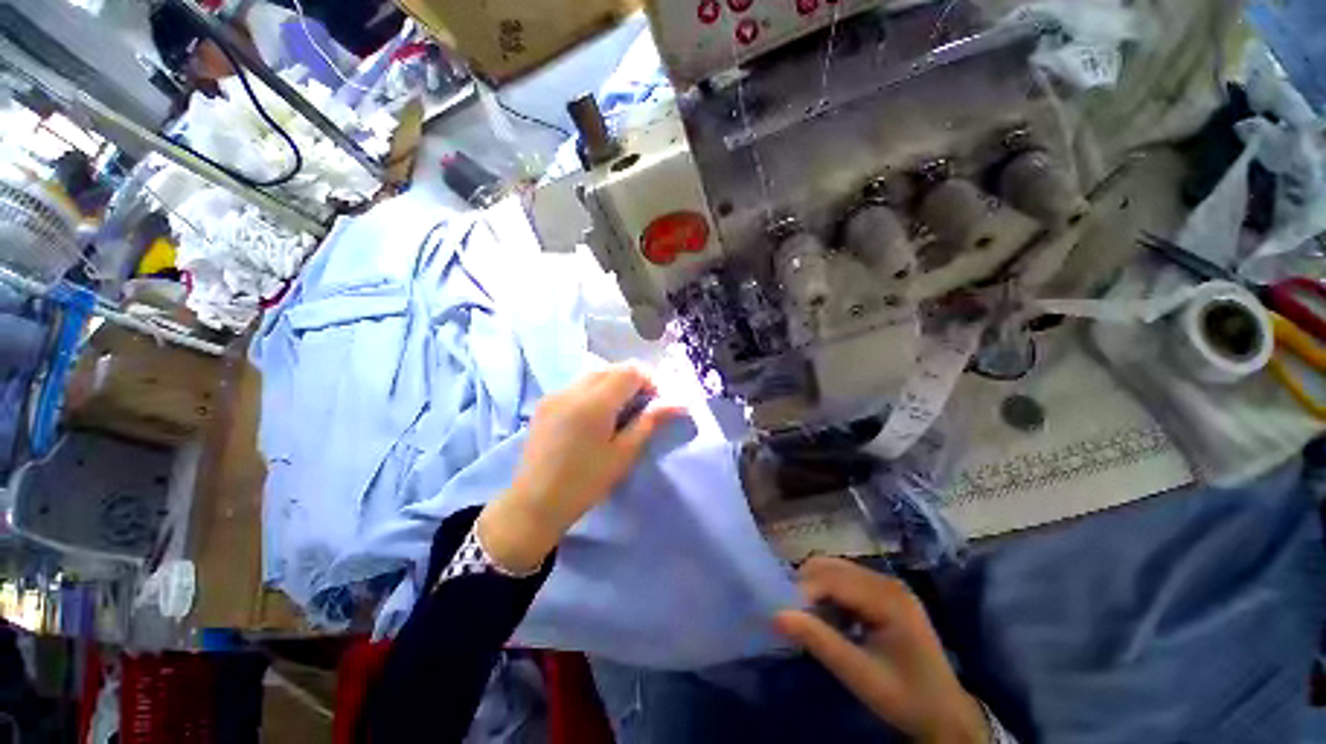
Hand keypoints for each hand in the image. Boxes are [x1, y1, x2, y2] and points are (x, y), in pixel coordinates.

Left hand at [477, 364, 683, 572]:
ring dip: (612, 384)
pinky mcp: (545, 402)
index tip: (654, 404)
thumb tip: (678, 403)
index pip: (630, 371)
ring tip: (617, 412)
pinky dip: (593, 391)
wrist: (534, 503)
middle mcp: (573, 390)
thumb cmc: (585, 482)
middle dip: (631, 381)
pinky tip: (594, 416)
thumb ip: (649, 421)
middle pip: (612, 368)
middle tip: (639, 408)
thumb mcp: (623, 453)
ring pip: (594, 374)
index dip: (649, 381)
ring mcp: (555, 394)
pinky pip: (577, 385)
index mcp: (595, 403)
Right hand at [774, 557, 989, 743]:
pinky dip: (829, 594)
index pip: (833, 579)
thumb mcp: (861, 676)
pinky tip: (830, 619)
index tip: (782, 612)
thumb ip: (820, 642)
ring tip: (810, 619)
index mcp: (888, 598)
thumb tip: (777, 615)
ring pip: (836, 570)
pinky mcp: (884, 593)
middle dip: (807, 586)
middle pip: (832, 567)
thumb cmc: (905, 698)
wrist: (946, 715)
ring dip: (816, 589)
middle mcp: (887, 582)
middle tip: (793, 615)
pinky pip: (845, 581)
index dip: (803, 591)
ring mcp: (887, 585)